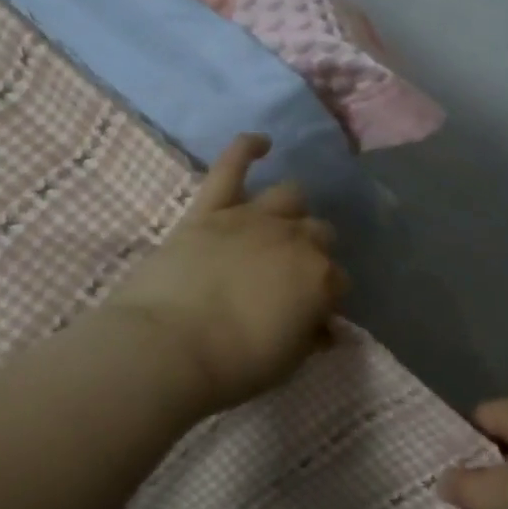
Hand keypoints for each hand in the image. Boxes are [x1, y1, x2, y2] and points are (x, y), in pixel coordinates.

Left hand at [102, 134, 346, 415]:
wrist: (169, 348)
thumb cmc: (233, 365)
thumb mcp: (286, 363)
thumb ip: (309, 338)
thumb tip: (324, 329)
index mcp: (320, 279)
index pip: (338, 280)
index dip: (326, 296)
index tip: (311, 313)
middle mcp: (295, 239)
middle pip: (320, 233)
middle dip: (314, 251)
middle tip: (291, 275)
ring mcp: (252, 218)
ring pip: (290, 196)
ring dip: (292, 210)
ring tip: (280, 224)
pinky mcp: (211, 209)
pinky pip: (231, 166)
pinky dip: (246, 148)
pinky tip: (260, 142)